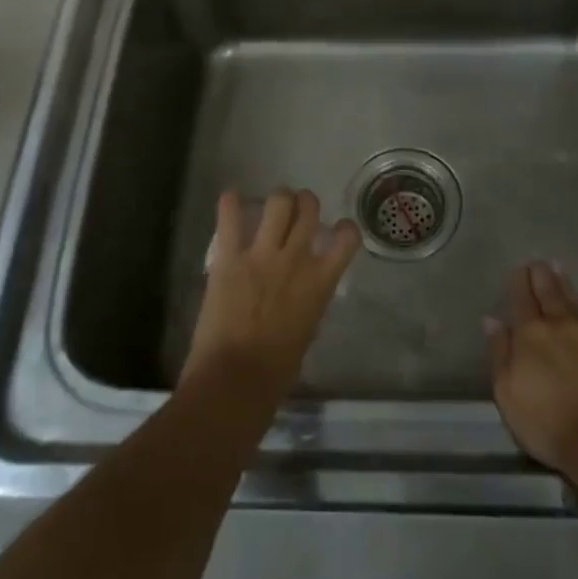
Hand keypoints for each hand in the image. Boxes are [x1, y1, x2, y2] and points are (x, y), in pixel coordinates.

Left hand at [184, 189, 360, 405]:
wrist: (236, 379)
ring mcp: (262, 255)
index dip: (345, 228)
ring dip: (277, 200)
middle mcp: (296, 259)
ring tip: (270, 206)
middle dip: (304, 203)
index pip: (347, 238)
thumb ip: (309, 301)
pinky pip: (230, 219)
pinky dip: (229, 204)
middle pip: (309, 208)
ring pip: (278, 202)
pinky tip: (230, 199)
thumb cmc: (277, 370)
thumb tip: (302, 292)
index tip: (337, 230)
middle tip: (296, 211)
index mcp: (320, 282)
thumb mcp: (307, 330)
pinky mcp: (229, 258)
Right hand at [485, 261, 577, 478]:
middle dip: (542, 275)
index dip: (520, 281)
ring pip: (576, 300)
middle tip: (539, 262)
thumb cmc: (548, 424)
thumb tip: (492, 320)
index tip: (518, 270)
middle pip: (551, 292)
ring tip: (559, 271)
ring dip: (565, 284)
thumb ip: (500, 353)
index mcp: (532, 334)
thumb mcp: (508, 393)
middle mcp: (562, 325)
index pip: (523, 298)